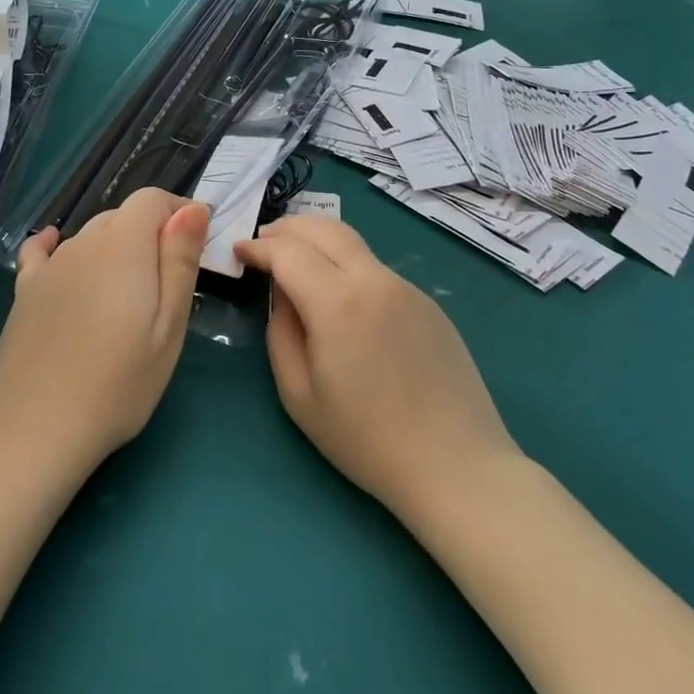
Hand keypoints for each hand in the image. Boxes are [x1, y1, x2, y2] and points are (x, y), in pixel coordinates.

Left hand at [0, 189, 208, 477]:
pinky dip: (58, 245)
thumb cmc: (118, 385)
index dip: (178, 211)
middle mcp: (82, 244)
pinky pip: (43, 252)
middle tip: (168, 281)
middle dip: (150, 233)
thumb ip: (180, 261)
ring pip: (89, 237)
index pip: (151, 199)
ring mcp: (48, 267)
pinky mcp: (24, 291)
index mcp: (122, 247)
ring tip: (127, 293)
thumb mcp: (168, 328)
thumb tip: (193, 208)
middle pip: (121, 216)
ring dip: (114, 247)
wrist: (34, 430)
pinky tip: (56, 247)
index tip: (195, 244)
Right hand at [234, 216, 519, 521]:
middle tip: (263, 242)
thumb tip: (283, 295)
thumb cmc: (365, 439)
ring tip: (297, 262)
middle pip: (325, 228)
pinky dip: (348, 266)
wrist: (455, 466)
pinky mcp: (429, 304)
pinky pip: (378, 270)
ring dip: (319, 242)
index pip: (287, 251)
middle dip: (287, 228)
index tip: (238, 251)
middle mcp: (375, 281)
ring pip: (355, 245)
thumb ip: (281, 331)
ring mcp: (408, 289)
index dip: (257, 246)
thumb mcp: (298, 394)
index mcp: (337, 303)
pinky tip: (342, 298)